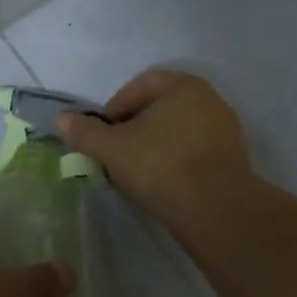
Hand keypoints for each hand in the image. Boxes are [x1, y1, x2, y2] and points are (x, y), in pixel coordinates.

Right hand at [56, 69, 253, 225]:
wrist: (216, 210)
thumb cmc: (160, 166)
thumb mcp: (112, 149)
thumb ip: (85, 132)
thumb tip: (62, 118)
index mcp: (183, 86)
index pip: (140, 86)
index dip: (115, 108)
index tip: (102, 134)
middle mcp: (210, 99)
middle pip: (160, 108)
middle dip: (135, 127)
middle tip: (116, 152)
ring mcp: (226, 130)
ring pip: (178, 131)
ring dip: (155, 145)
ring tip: (137, 171)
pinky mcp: (234, 159)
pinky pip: (195, 151)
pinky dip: (176, 160)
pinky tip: (163, 183)